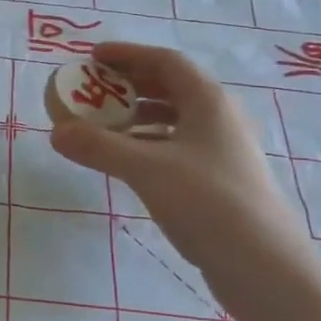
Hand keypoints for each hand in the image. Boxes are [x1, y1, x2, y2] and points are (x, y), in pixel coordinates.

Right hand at [50, 43, 312, 281]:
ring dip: (138, 117)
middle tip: (94, 90)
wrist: (264, 266)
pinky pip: (178, 146)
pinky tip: (128, 162)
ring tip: (102, 127)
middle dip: (131, 85)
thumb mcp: (146, 170)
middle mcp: (220, 118)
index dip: (128, 54)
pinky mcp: (221, 179)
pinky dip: (150, 144)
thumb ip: (99, 147)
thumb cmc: (208, 202)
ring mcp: (223, 150)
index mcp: (208, 101)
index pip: (165, 61)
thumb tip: (56, 132)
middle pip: (171, 87)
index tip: (93, 58)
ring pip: (175, 119)